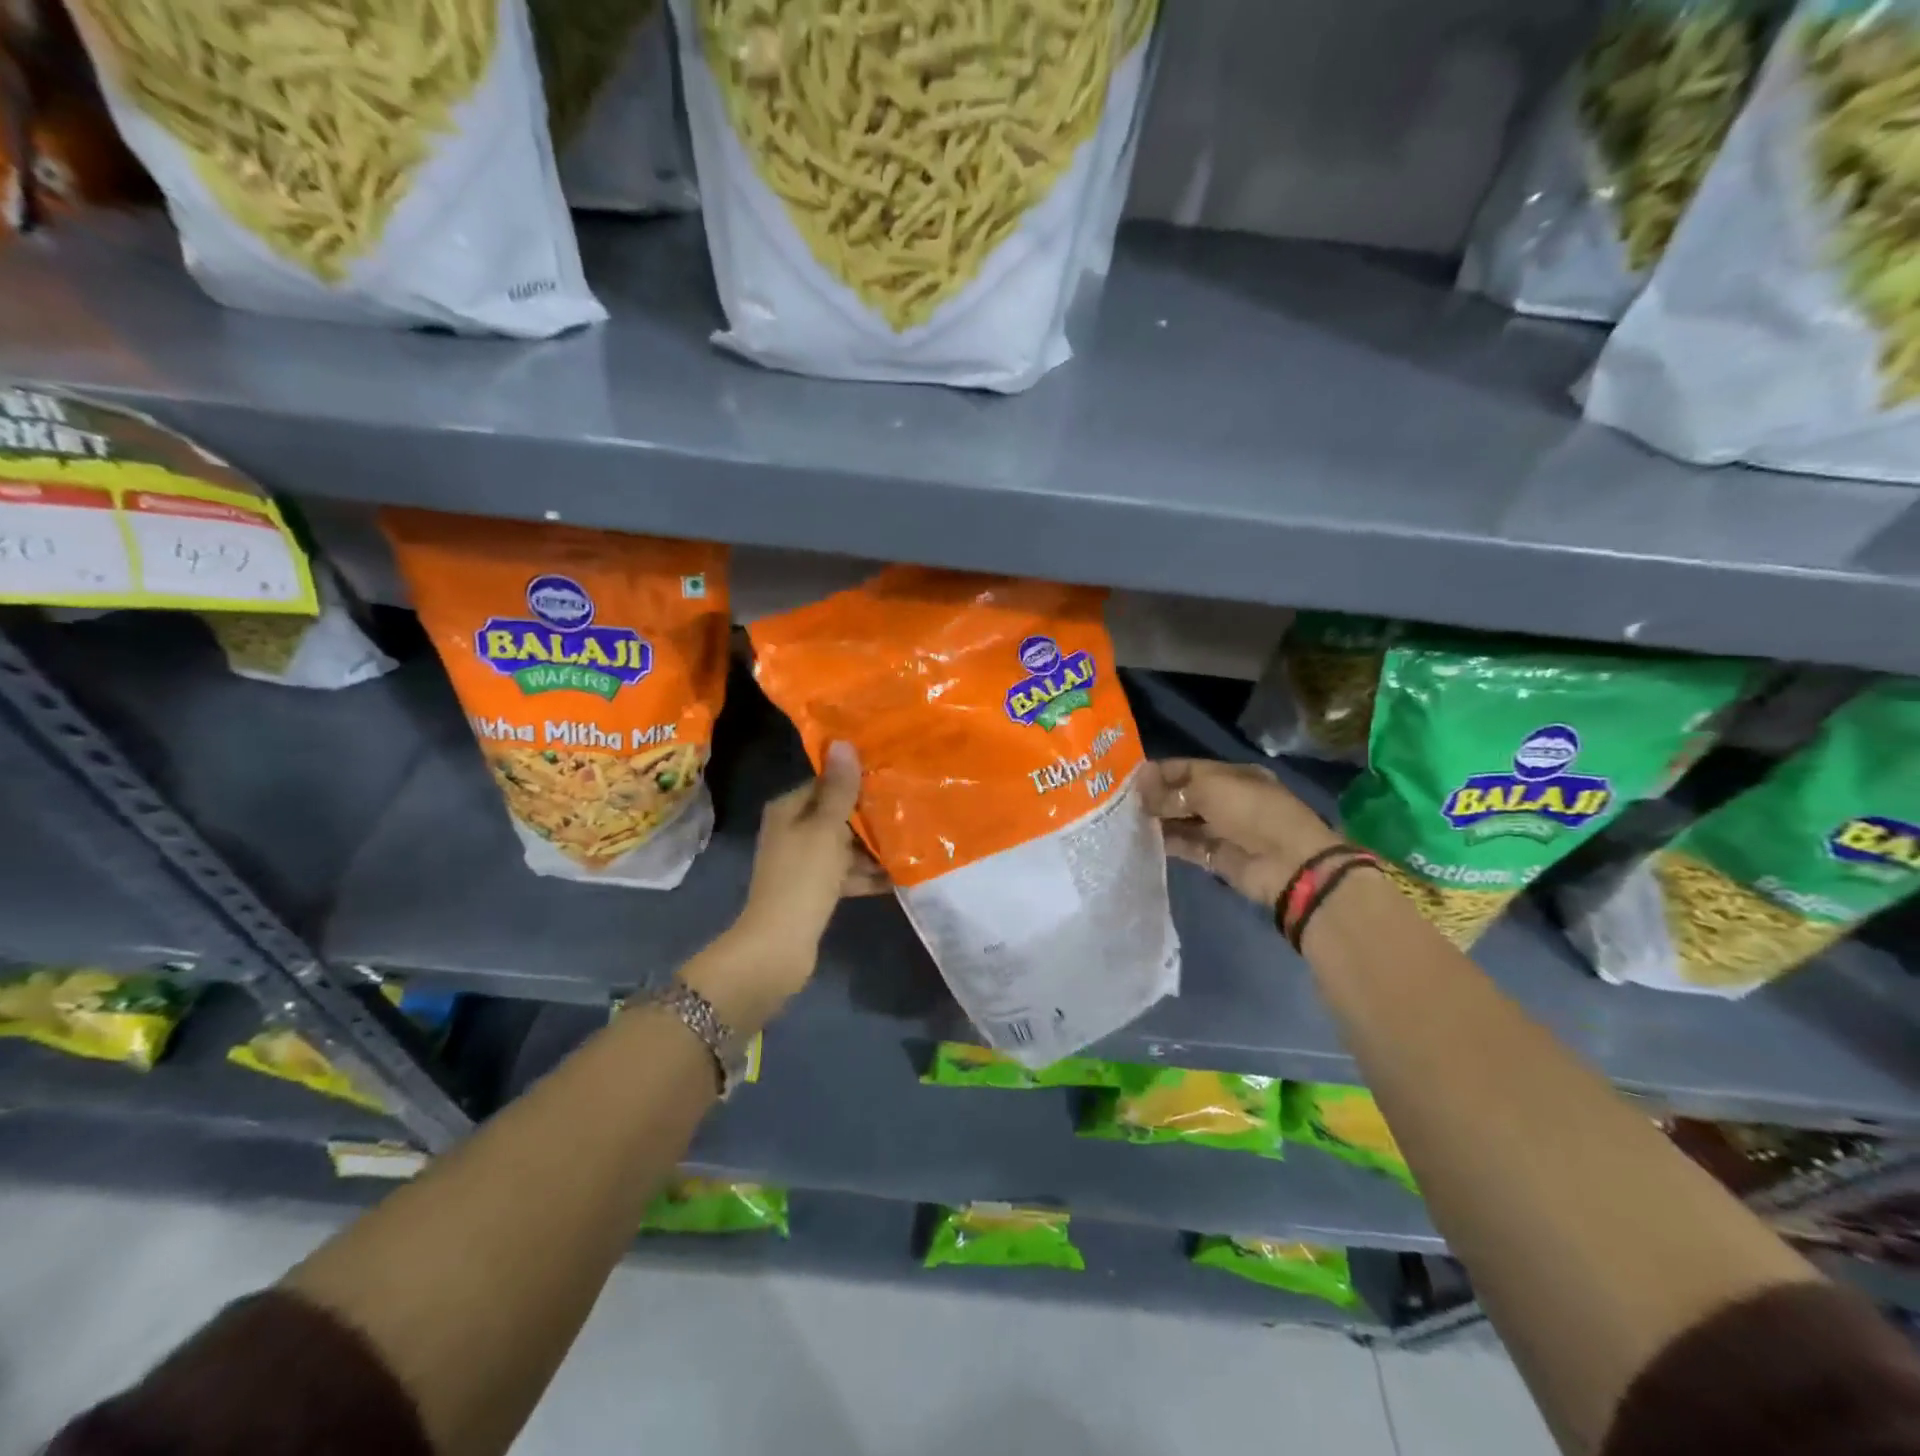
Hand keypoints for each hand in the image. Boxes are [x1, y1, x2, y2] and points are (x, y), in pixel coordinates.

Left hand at [691, 743, 885, 1026]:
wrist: (779, 945)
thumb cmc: (803, 877)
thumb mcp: (826, 828)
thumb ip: (840, 789)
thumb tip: (843, 742)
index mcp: (788, 809)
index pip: (826, 783)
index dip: (857, 779)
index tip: (893, 775)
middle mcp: (793, 831)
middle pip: (838, 815)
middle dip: (871, 814)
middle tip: (911, 807)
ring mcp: (804, 862)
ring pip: (845, 846)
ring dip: (874, 846)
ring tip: (913, 840)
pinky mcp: (814, 890)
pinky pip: (846, 873)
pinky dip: (867, 874)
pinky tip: (900, 875)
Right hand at [1141, 758, 1344, 909]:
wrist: (1289, 863)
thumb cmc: (1252, 812)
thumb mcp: (1210, 790)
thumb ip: (1172, 791)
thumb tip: (1140, 787)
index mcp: (1232, 775)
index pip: (1188, 768)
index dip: (1160, 772)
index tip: (1128, 779)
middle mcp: (1226, 799)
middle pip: (1184, 795)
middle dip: (1156, 797)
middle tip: (1121, 801)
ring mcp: (1222, 829)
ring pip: (1183, 821)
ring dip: (1159, 820)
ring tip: (1125, 820)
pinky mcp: (1217, 856)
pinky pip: (1187, 845)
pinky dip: (1167, 842)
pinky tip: (1142, 840)